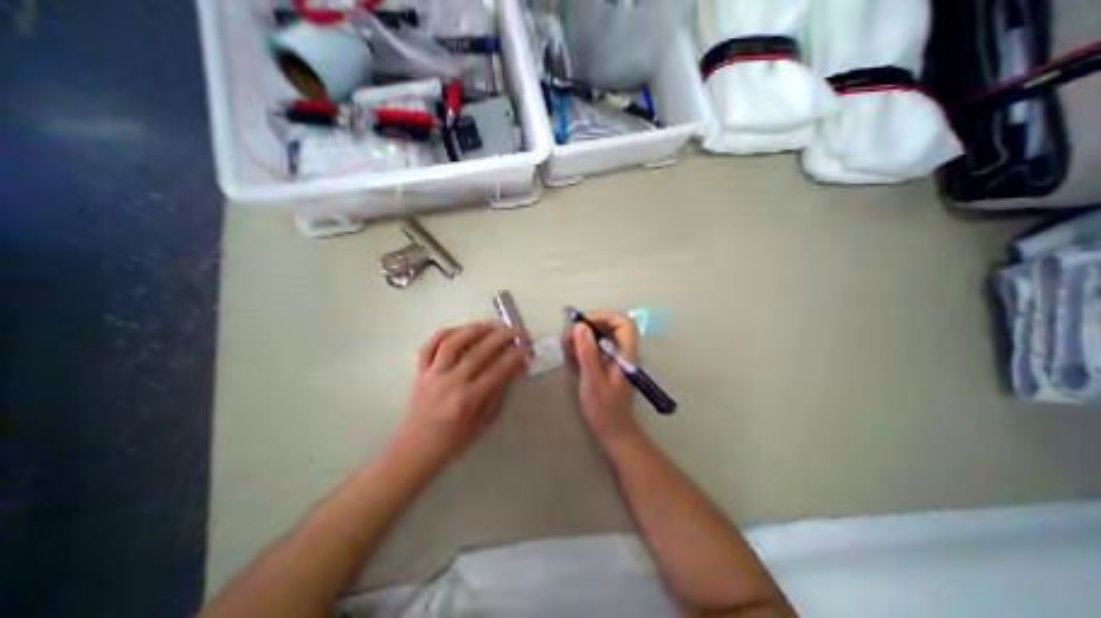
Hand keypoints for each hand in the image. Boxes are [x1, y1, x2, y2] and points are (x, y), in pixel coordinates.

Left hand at [390, 324, 529, 466]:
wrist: (415, 451)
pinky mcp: (420, 372)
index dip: (514, 356)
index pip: (497, 371)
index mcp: (467, 401)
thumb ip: (499, 393)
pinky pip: (429, 346)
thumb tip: (515, 369)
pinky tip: (460, 330)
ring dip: (474, 329)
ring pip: (452, 343)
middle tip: (515, 331)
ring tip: (490, 325)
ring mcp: (432, 375)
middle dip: (500, 337)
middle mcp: (450, 384)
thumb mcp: (483, 422)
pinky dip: (444, 334)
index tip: (526, 347)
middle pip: (478, 352)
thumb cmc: (454, 441)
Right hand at [562, 311, 642, 441]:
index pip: (624, 323)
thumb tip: (580, 326)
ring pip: (604, 335)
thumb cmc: (604, 408)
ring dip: (585, 336)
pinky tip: (573, 355)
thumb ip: (587, 352)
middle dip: (590, 325)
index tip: (583, 322)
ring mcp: (618, 357)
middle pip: (613, 326)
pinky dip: (586, 346)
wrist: (613, 429)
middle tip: (570, 335)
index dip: (604, 316)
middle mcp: (625, 352)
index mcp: (627, 354)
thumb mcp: (592, 380)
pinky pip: (599, 346)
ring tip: (568, 345)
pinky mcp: (610, 363)